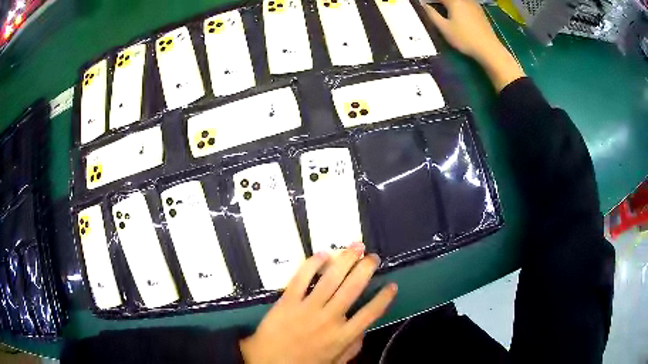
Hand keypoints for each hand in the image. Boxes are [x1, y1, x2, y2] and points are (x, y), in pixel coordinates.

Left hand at [240, 243, 397, 363]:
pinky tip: (323, 254)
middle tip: (373, 257)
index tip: (392, 285)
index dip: (384, 298)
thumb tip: (364, 329)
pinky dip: (312, 264)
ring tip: (356, 246)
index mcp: (343, 336)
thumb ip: (353, 347)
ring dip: (345, 260)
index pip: (370, 313)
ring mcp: (307, 308)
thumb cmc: (304, 363)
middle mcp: (329, 318)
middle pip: (353, 288)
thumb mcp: (335, 362)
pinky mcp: (287, 301)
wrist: (268, 363)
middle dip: (366, 269)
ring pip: (331, 278)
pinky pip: (301, 278)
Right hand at [420, 0, 524, 90]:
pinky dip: (459, 5)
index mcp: (453, 1)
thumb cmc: (464, 39)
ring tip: (443, 9)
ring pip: (458, 0)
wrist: (488, 48)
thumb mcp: (444, 28)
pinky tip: (457, 12)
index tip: (424, 4)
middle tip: (432, 6)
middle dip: (440, 2)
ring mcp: (473, 4)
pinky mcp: (480, 11)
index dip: (430, 1)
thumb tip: (422, 4)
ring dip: (450, 3)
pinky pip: (466, 3)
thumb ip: (431, 14)